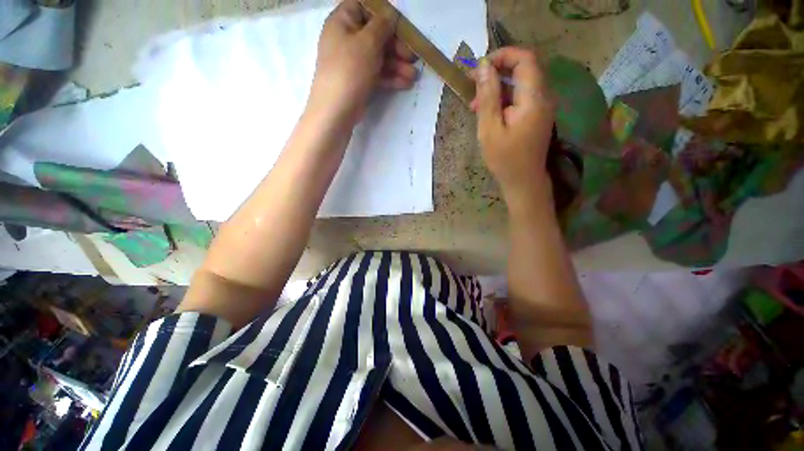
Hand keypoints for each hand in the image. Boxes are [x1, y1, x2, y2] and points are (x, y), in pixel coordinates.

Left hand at [307, 0, 417, 126]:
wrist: (337, 109)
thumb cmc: (350, 68)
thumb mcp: (368, 41)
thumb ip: (382, 25)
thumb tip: (391, 14)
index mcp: (343, 22)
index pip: (363, 7)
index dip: (382, 14)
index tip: (400, 25)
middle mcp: (347, 40)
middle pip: (375, 36)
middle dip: (397, 47)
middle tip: (413, 57)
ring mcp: (353, 63)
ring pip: (378, 58)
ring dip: (397, 65)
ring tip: (414, 76)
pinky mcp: (359, 81)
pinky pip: (377, 74)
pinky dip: (390, 78)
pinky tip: (405, 84)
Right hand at [471, 48, 555, 206]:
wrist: (523, 180)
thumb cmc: (504, 159)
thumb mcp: (489, 129)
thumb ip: (488, 97)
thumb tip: (483, 66)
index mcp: (533, 98)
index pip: (525, 58)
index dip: (502, 55)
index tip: (480, 67)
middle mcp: (543, 96)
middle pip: (522, 69)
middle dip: (495, 73)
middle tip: (472, 87)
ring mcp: (541, 106)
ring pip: (519, 83)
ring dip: (496, 88)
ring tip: (475, 105)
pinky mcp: (536, 114)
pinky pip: (520, 97)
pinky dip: (503, 99)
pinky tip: (487, 113)